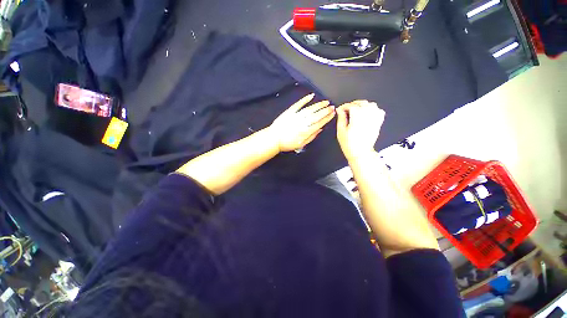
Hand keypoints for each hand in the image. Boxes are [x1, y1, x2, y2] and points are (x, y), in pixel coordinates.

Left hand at [269, 93, 334, 151]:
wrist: (274, 139)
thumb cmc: (287, 143)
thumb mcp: (301, 144)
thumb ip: (311, 137)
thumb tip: (320, 129)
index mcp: (306, 131)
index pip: (319, 123)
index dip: (327, 118)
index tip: (333, 113)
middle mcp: (302, 123)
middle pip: (316, 115)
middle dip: (325, 111)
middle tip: (332, 107)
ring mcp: (296, 116)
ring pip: (309, 109)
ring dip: (318, 105)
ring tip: (325, 102)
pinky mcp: (290, 112)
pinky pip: (298, 104)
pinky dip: (305, 99)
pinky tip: (311, 96)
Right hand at [336, 100, 384, 160]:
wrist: (361, 153)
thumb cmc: (350, 144)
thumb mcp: (340, 131)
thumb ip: (341, 118)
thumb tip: (340, 110)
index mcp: (357, 117)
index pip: (351, 105)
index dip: (344, 106)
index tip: (340, 109)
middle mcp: (367, 116)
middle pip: (361, 103)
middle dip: (352, 105)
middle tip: (346, 110)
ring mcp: (374, 119)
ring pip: (371, 105)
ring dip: (362, 106)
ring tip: (356, 111)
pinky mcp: (378, 122)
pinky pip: (378, 111)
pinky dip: (373, 110)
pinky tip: (366, 114)